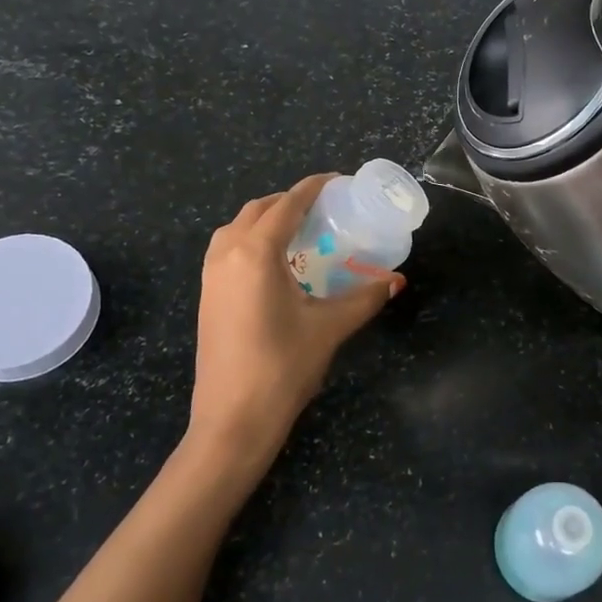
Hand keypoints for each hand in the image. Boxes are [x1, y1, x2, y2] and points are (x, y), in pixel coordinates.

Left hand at [188, 174, 401, 477]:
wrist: (232, 419)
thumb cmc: (283, 367)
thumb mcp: (329, 327)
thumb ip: (364, 298)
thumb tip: (395, 280)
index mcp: (256, 252)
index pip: (288, 204)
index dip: (314, 187)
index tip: (338, 181)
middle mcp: (227, 254)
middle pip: (259, 209)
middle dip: (290, 201)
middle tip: (323, 210)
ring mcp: (210, 275)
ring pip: (237, 227)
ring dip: (266, 219)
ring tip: (299, 233)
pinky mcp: (206, 296)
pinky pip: (227, 249)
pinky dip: (250, 241)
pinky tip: (274, 265)